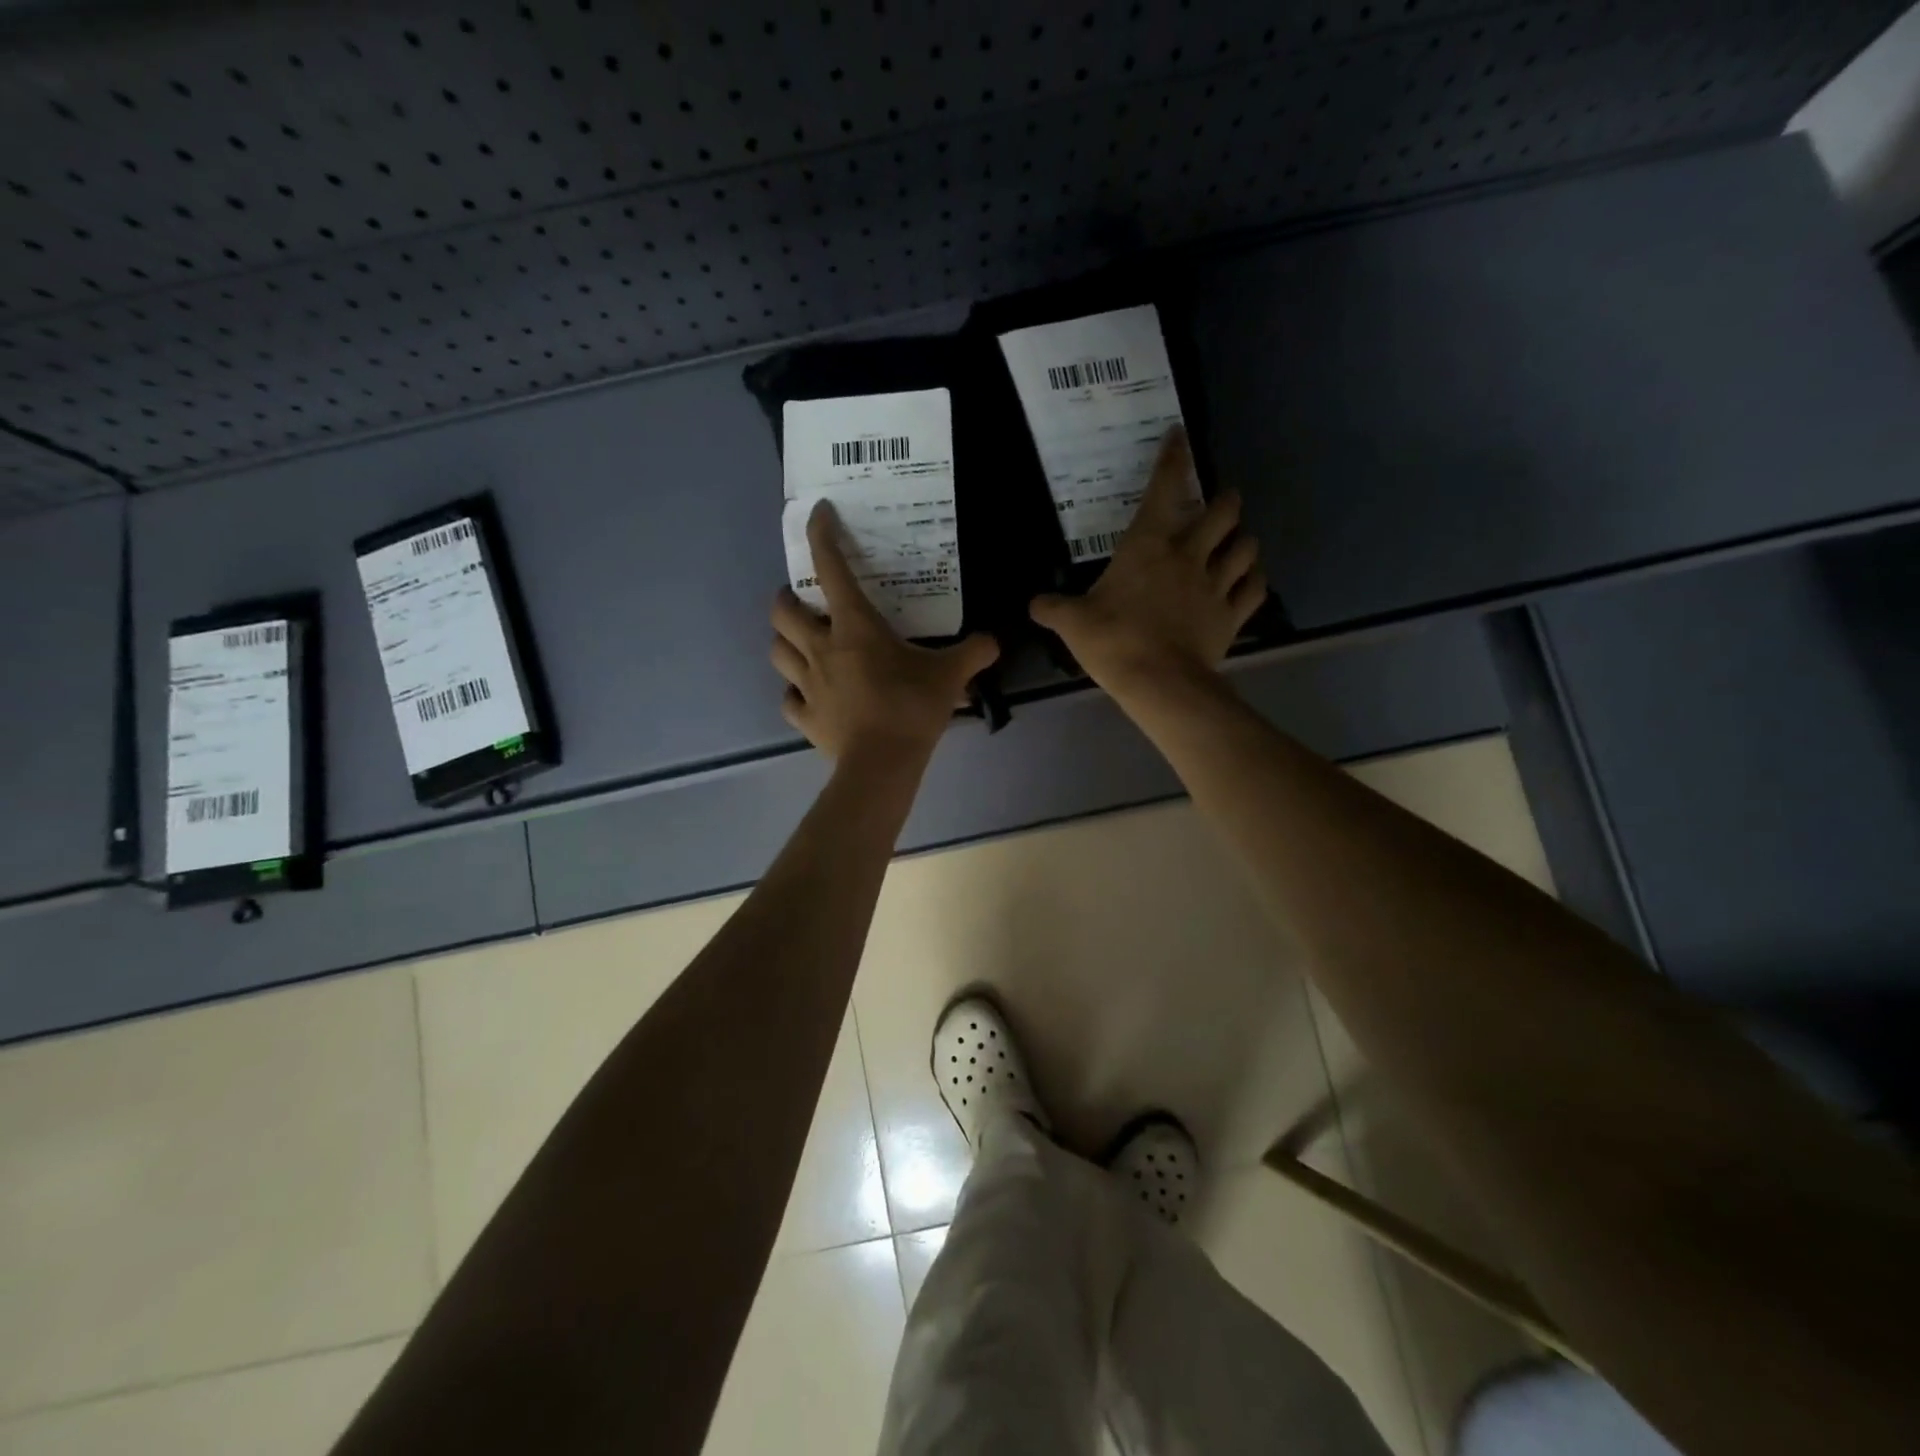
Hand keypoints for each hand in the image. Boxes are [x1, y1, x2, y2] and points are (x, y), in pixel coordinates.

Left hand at [771, 501, 999, 761]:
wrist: (883, 764)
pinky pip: (789, 700)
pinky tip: (807, 694)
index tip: (818, 514)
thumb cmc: (912, 708)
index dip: (821, 536)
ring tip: (800, 642)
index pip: (831, 570)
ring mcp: (808, 685)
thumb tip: (993, 640)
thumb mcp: (950, 675)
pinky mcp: (806, 718)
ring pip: (777, 651)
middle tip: (803, 600)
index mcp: (854, 628)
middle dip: (787, 598)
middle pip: (783, 612)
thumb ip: (974, 652)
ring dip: (784, 640)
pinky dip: (795, 693)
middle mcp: (822, 649)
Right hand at [1030, 425, 1266, 697]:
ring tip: (1236, 544)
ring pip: (1246, 547)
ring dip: (1243, 540)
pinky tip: (1248, 582)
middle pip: (1224, 511)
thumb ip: (1054, 608)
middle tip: (1220, 503)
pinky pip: (1254, 589)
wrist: (1158, 681)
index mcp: (1148, 545)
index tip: (1179, 436)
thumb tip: (1035, 604)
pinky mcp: (1231, 616)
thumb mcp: (1073, 623)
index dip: (1173, 458)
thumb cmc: (1113, 641)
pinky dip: (1254, 582)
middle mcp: (1188, 555)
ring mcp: (1215, 585)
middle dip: (1226, 500)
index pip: (1164, 488)